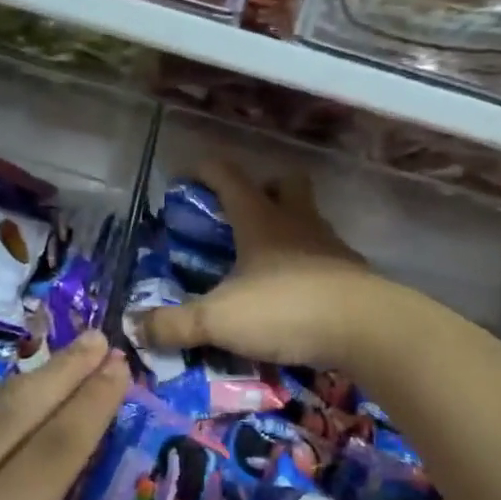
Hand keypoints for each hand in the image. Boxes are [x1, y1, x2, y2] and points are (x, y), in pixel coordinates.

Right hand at [136, 159, 385, 370]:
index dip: (205, 170)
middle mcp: (297, 223)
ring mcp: (330, 246)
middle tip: (242, 214)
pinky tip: (296, 292)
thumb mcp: (219, 320)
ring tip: (266, 260)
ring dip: (289, 227)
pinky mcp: (352, 275)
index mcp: (260, 220)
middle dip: (264, 188)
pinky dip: (309, 266)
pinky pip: (326, 257)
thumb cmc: (286, 309)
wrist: (366, 330)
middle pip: (285, 184)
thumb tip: (134, 327)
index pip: (229, 176)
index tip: (186, 175)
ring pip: (309, 219)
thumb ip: (174, 324)